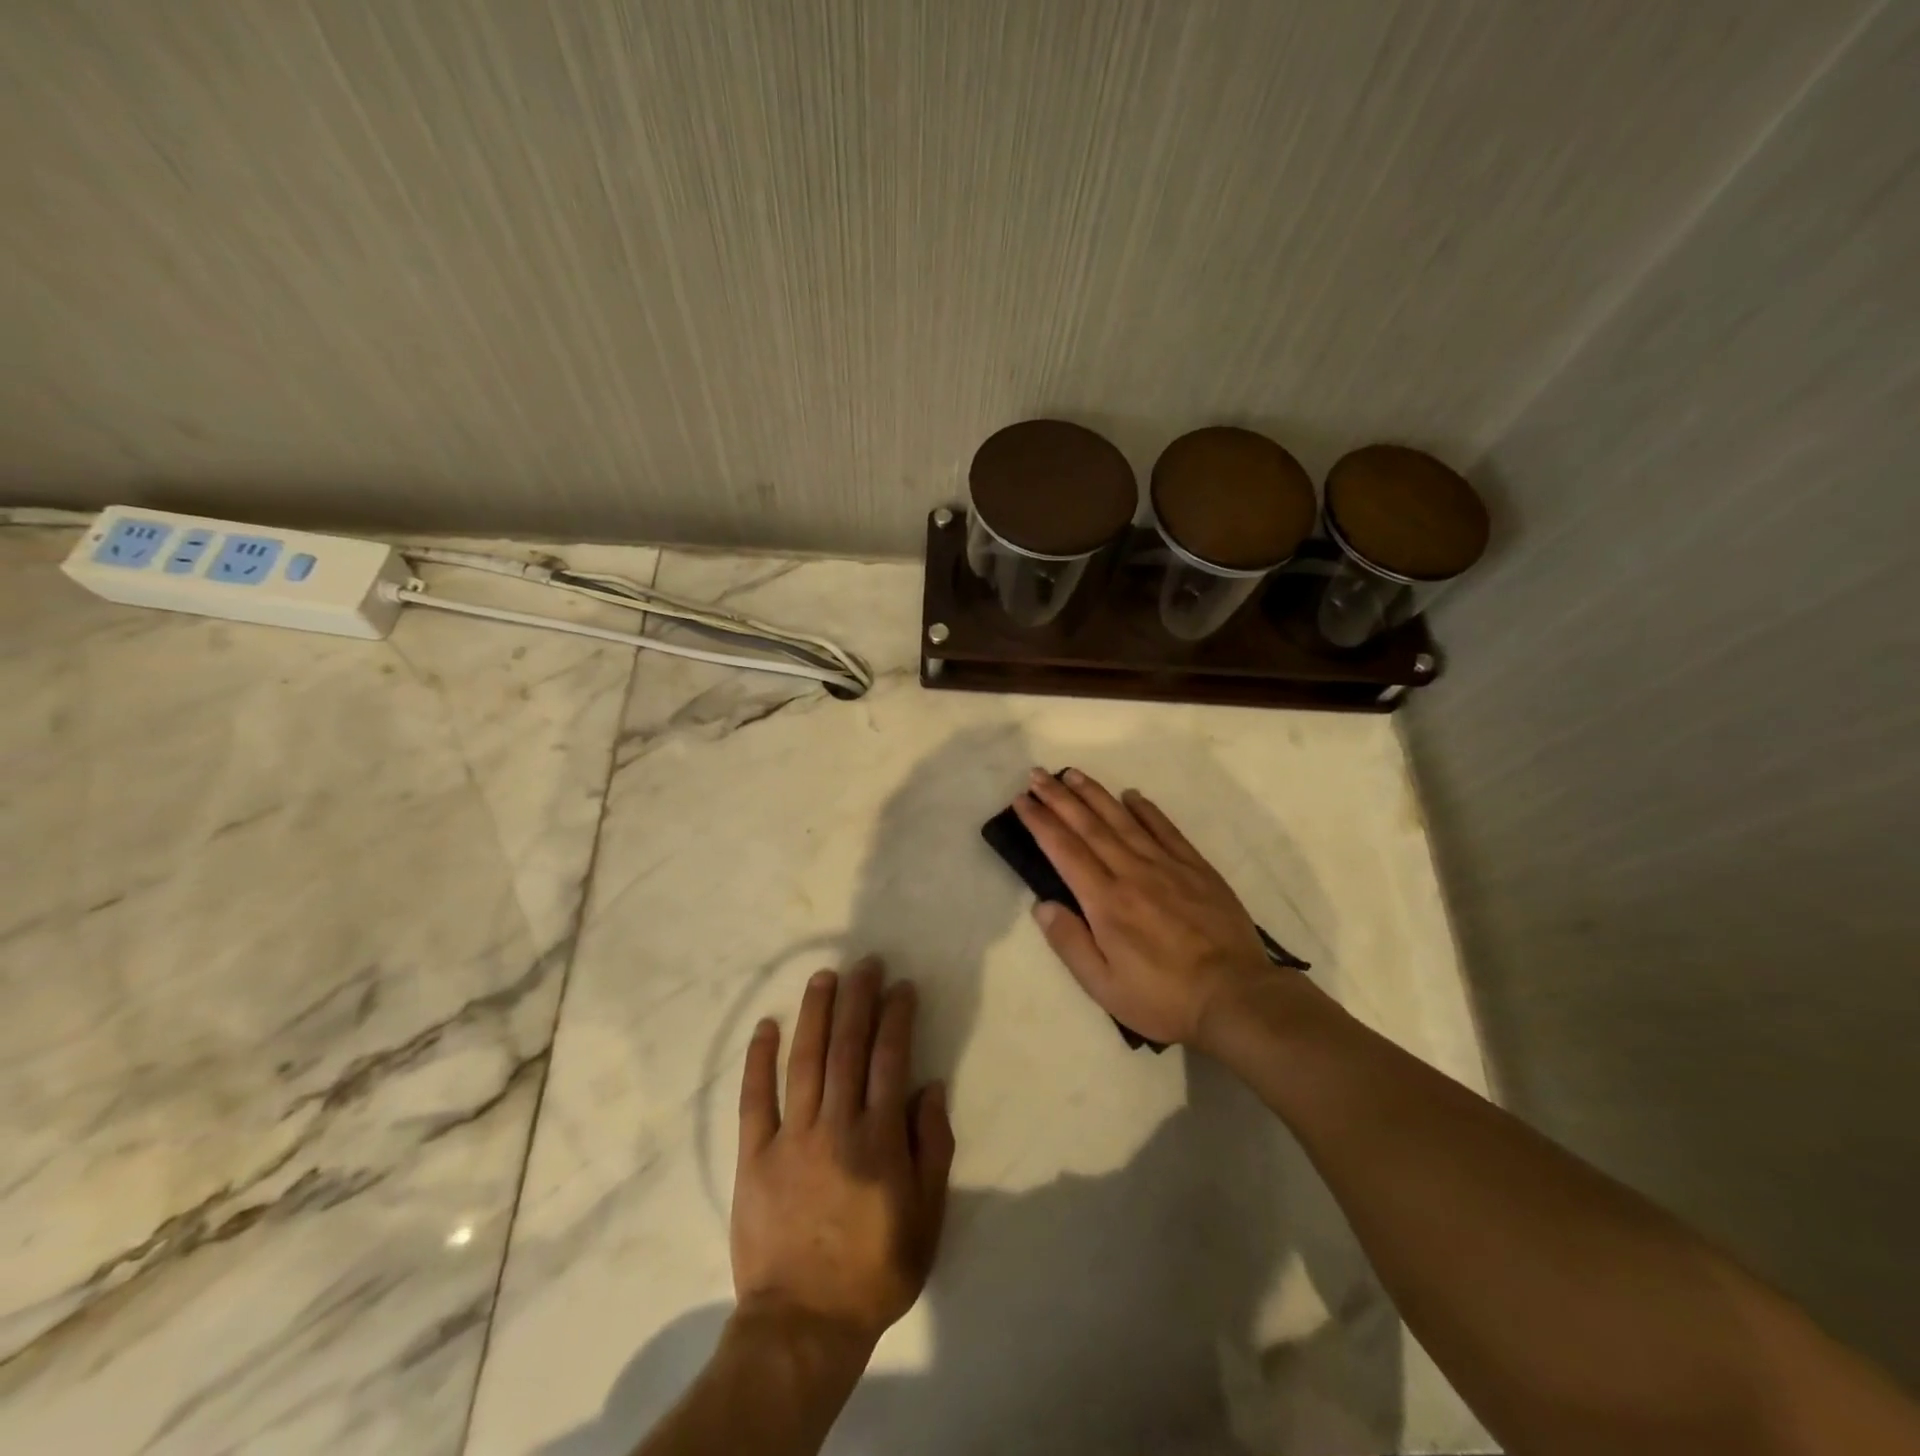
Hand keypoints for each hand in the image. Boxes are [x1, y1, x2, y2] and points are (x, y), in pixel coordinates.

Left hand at [732, 958, 954, 1351]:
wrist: (803, 1325)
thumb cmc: (875, 1271)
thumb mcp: (927, 1218)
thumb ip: (932, 1148)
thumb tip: (929, 1087)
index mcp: (880, 1139)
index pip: (890, 1058)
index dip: (896, 1016)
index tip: (901, 986)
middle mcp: (837, 1125)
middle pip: (848, 1046)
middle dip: (858, 998)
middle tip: (865, 963)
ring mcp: (791, 1137)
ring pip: (805, 1060)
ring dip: (815, 1013)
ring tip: (824, 977)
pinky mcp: (754, 1155)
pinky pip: (754, 1098)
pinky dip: (759, 1059)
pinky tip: (766, 1025)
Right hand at [1013, 767, 1270, 1046]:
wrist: (1236, 997)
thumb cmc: (1163, 998)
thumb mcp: (1104, 986)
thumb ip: (1070, 942)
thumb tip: (1042, 904)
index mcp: (1106, 902)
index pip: (1064, 850)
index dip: (1040, 822)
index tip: (1022, 800)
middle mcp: (1132, 873)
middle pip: (1089, 826)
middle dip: (1059, 798)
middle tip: (1037, 774)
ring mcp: (1167, 866)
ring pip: (1124, 820)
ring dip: (1095, 794)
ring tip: (1073, 774)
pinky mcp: (1197, 869)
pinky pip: (1167, 830)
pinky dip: (1147, 810)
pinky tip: (1133, 796)